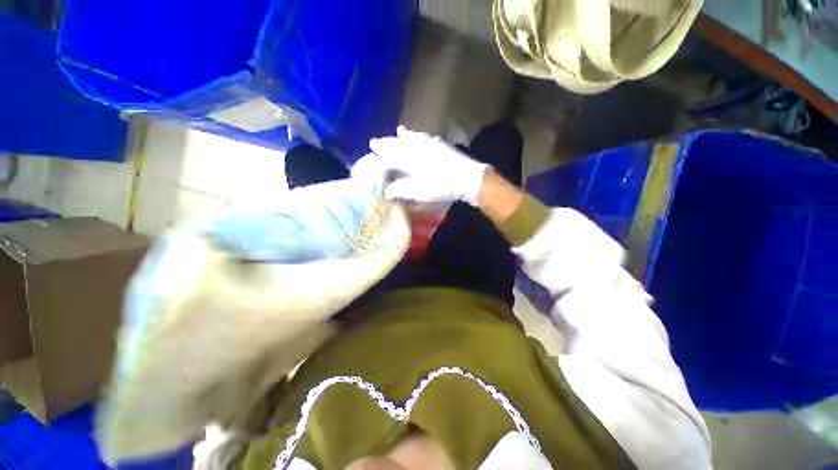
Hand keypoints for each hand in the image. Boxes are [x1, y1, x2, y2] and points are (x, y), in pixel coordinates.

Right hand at [358, 126, 487, 204]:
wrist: (467, 178)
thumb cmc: (441, 186)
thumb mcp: (419, 191)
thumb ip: (401, 190)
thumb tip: (387, 191)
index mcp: (408, 158)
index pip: (388, 156)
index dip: (379, 157)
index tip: (371, 156)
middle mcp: (416, 147)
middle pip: (397, 143)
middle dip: (385, 143)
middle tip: (374, 142)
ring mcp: (429, 144)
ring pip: (411, 138)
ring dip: (401, 136)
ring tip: (397, 132)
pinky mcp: (440, 145)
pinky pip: (424, 137)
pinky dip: (418, 136)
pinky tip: (418, 135)